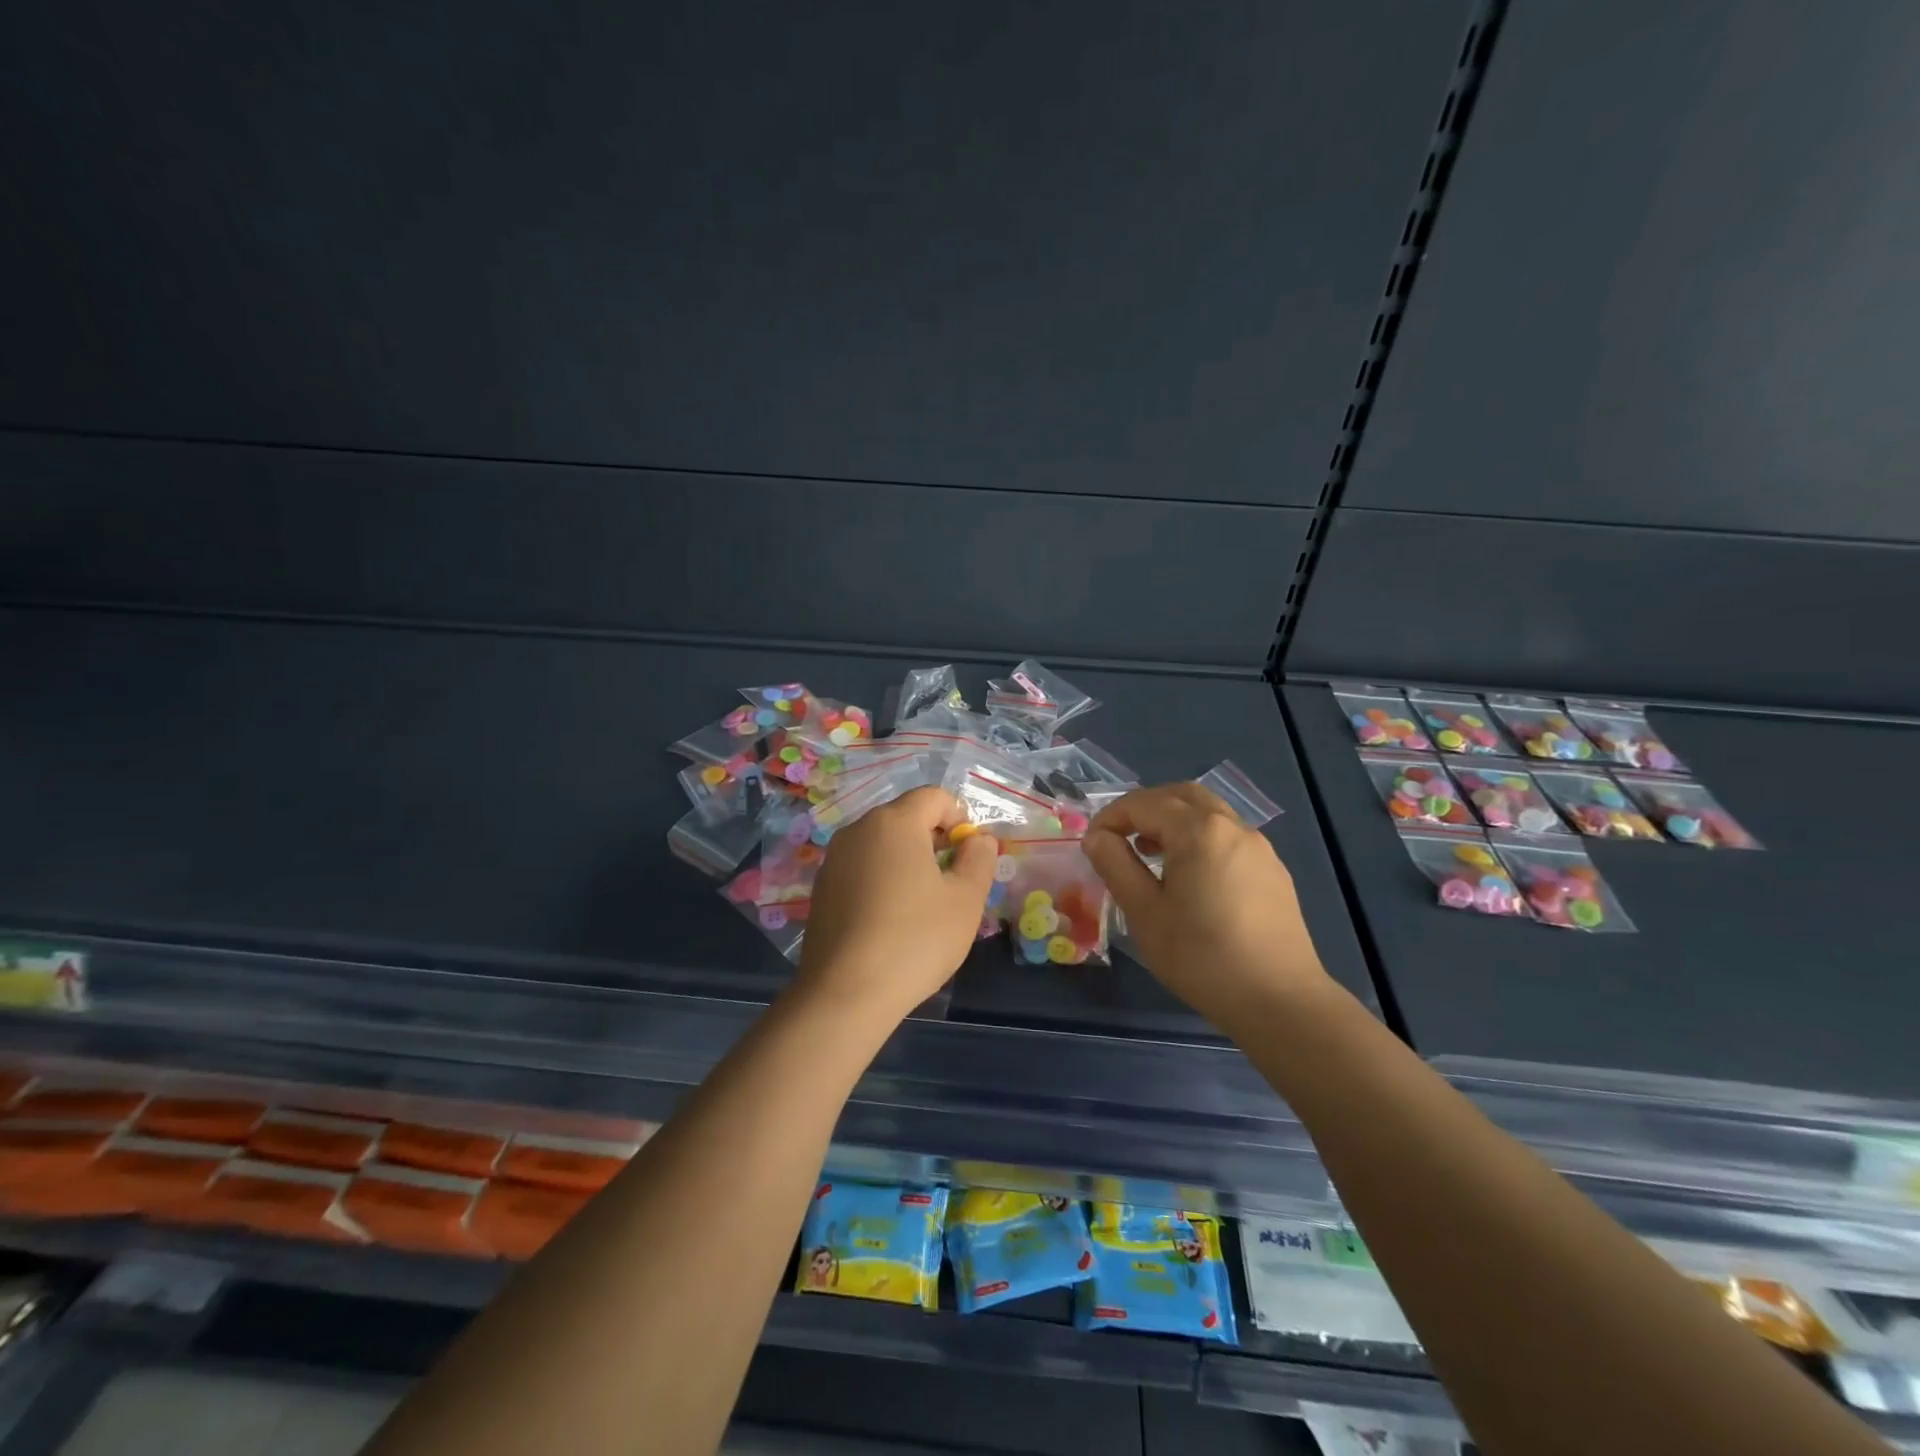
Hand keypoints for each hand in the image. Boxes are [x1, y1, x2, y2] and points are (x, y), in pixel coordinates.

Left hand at [795, 786, 998, 1025]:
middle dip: (933, 839)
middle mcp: (858, 829)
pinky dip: (880, 879)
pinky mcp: (821, 888)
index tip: (969, 856)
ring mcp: (833, 858)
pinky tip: (889, 919)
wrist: (846, 993)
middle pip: (905, 817)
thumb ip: (979, 859)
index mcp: (894, 822)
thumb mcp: (965, 900)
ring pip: (881, 843)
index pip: (934, 797)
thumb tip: (978, 839)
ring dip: (906, 860)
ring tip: (921, 903)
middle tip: (951, 881)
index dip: (959, 818)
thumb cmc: (915, 939)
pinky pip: (860, 868)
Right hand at [1084, 783, 1330, 1032]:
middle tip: (1119, 837)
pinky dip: (1199, 838)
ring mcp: (1258, 847)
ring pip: (1208, 813)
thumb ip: (1116, 865)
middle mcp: (1232, 826)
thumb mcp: (1144, 913)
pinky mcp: (1273, 870)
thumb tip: (1097, 837)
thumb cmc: (1201, 957)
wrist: (1280, 1001)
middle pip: (1180, 796)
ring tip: (1149, 854)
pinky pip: (1228, 836)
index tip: (1092, 845)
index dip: (1111, 817)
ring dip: (1173, 821)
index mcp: (1198, 830)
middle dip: (1144, 808)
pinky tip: (1189, 876)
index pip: (1143, 803)